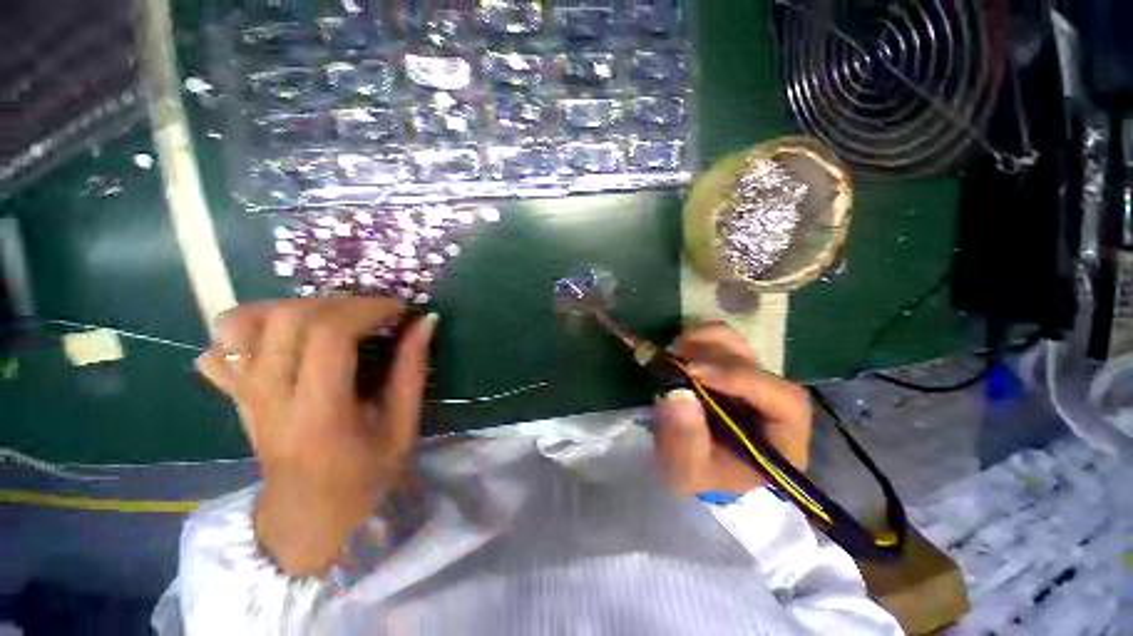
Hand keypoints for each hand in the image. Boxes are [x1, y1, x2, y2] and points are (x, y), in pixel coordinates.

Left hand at [195, 299, 434, 575]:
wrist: (310, 517)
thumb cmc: (366, 477)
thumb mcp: (402, 426)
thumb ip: (412, 370)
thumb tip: (425, 322)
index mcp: (319, 415)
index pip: (328, 337)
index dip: (366, 310)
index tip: (397, 310)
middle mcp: (270, 400)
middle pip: (285, 320)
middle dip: (338, 303)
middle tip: (371, 315)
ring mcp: (243, 397)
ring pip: (241, 324)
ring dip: (290, 307)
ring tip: (329, 318)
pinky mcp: (234, 397)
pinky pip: (221, 347)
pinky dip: (249, 328)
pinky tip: (286, 338)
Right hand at [652, 323, 810, 495]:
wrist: (692, 463)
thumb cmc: (698, 474)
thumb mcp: (686, 471)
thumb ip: (684, 442)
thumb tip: (677, 395)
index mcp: (783, 440)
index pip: (784, 402)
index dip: (742, 380)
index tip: (694, 372)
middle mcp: (774, 404)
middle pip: (759, 366)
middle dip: (715, 356)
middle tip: (675, 356)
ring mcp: (751, 381)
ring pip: (741, 347)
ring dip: (706, 340)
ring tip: (674, 349)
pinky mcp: (731, 367)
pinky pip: (722, 341)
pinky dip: (700, 337)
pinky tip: (678, 347)